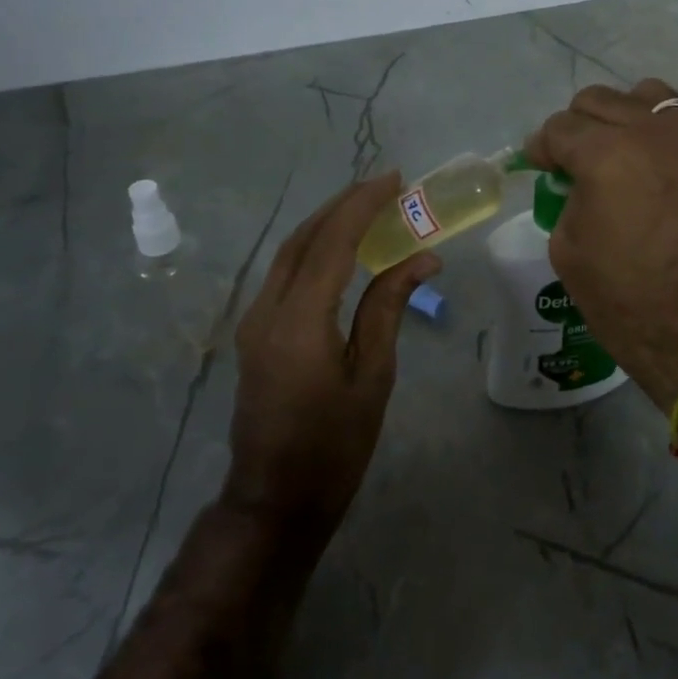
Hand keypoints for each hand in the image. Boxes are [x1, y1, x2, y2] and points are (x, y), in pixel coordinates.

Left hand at [226, 174, 439, 533]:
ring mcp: (254, 320)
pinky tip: (342, 247)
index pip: (332, 242)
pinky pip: (285, 273)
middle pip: (304, 238)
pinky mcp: (255, 332)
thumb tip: (423, 259)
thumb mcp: (373, 376)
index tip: (394, 180)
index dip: (363, 205)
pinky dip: (315, 248)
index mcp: (300, 321)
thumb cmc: (334, 445)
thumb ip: (389, 308)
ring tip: (368, 206)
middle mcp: (267, 310)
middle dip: (343, 204)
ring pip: (289, 252)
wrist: (275, 499)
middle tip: (385, 186)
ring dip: (327, 222)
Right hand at [525, 80, 677, 410]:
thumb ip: (568, 197)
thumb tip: (580, 181)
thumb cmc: (625, 298)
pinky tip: (652, 167)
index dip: (542, 148)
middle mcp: (651, 132)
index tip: (539, 165)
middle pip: (599, 100)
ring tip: (619, 151)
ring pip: (646, 96)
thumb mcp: (568, 249)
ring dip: (623, 117)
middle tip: (573, 161)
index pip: (559, 128)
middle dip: (577, 127)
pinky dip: (658, 133)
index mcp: (605, 154)